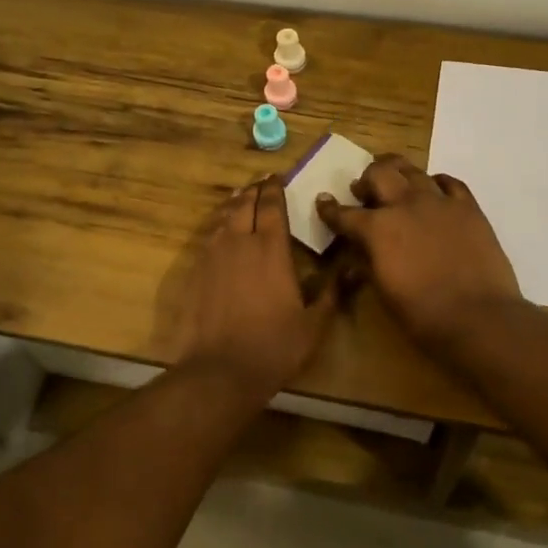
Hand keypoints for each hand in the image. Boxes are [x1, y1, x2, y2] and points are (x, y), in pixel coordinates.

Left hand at [170, 176, 337, 398]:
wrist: (221, 370)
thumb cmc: (274, 346)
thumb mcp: (314, 324)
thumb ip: (331, 293)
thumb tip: (351, 270)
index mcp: (271, 249)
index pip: (272, 206)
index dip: (275, 189)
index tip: (277, 177)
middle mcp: (240, 243)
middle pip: (244, 204)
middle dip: (253, 190)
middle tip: (260, 182)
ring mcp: (214, 256)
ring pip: (223, 218)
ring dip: (234, 204)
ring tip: (240, 196)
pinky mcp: (196, 272)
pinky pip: (209, 237)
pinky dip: (218, 226)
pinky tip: (221, 231)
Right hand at [317, 155, 521, 351]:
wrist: (478, 317)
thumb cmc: (423, 315)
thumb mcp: (384, 291)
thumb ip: (368, 262)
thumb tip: (360, 250)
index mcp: (377, 229)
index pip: (344, 214)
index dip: (329, 208)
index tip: (323, 201)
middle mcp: (405, 205)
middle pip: (379, 174)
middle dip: (366, 179)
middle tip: (364, 189)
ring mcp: (439, 202)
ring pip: (413, 170)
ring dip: (398, 172)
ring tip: (395, 178)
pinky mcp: (468, 207)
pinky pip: (449, 182)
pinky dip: (436, 182)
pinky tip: (434, 189)